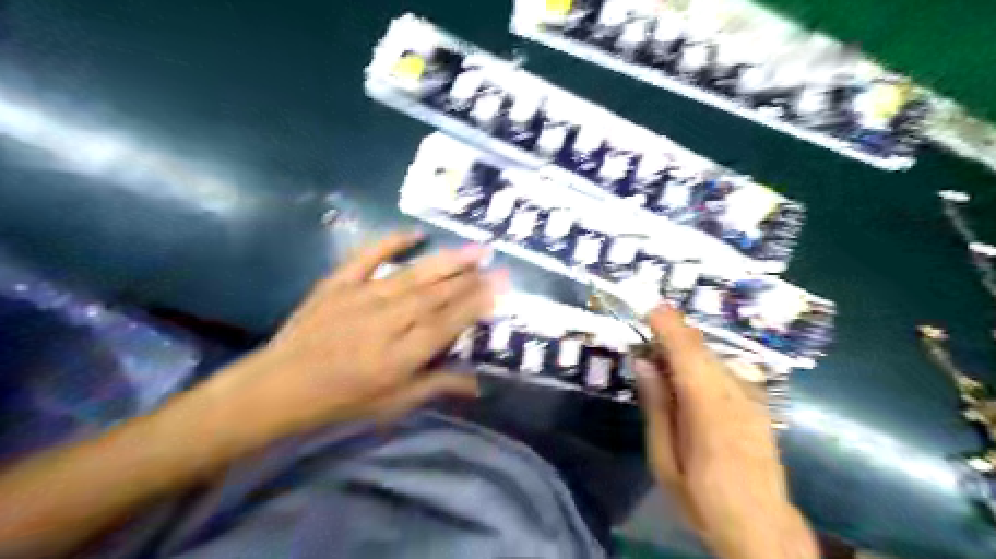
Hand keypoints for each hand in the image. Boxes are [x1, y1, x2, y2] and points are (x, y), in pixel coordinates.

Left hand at [211, 232, 505, 435]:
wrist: (280, 386)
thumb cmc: (342, 400)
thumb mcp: (393, 404)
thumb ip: (436, 386)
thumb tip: (478, 383)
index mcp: (398, 357)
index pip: (446, 324)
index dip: (475, 304)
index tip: (498, 286)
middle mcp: (384, 323)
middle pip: (434, 295)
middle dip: (468, 277)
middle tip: (494, 260)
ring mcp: (360, 298)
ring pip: (412, 276)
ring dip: (445, 261)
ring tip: (473, 248)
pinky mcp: (338, 284)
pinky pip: (367, 257)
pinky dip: (391, 242)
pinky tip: (415, 233)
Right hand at [638, 305, 816, 558]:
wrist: (763, 527)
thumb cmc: (703, 499)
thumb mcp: (664, 460)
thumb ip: (656, 406)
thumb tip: (644, 362)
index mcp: (709, 411)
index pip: (688, 354)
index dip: (669, 327)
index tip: (648, 308)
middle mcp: (735, 395)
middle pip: (701, 349)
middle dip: (672, 333)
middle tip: (644, 335)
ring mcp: (752, 397)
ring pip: (712, 356)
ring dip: (684, 348)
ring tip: (660, 358)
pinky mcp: (758, 401)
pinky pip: (723, 369)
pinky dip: (700, 362)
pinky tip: (685, 378)